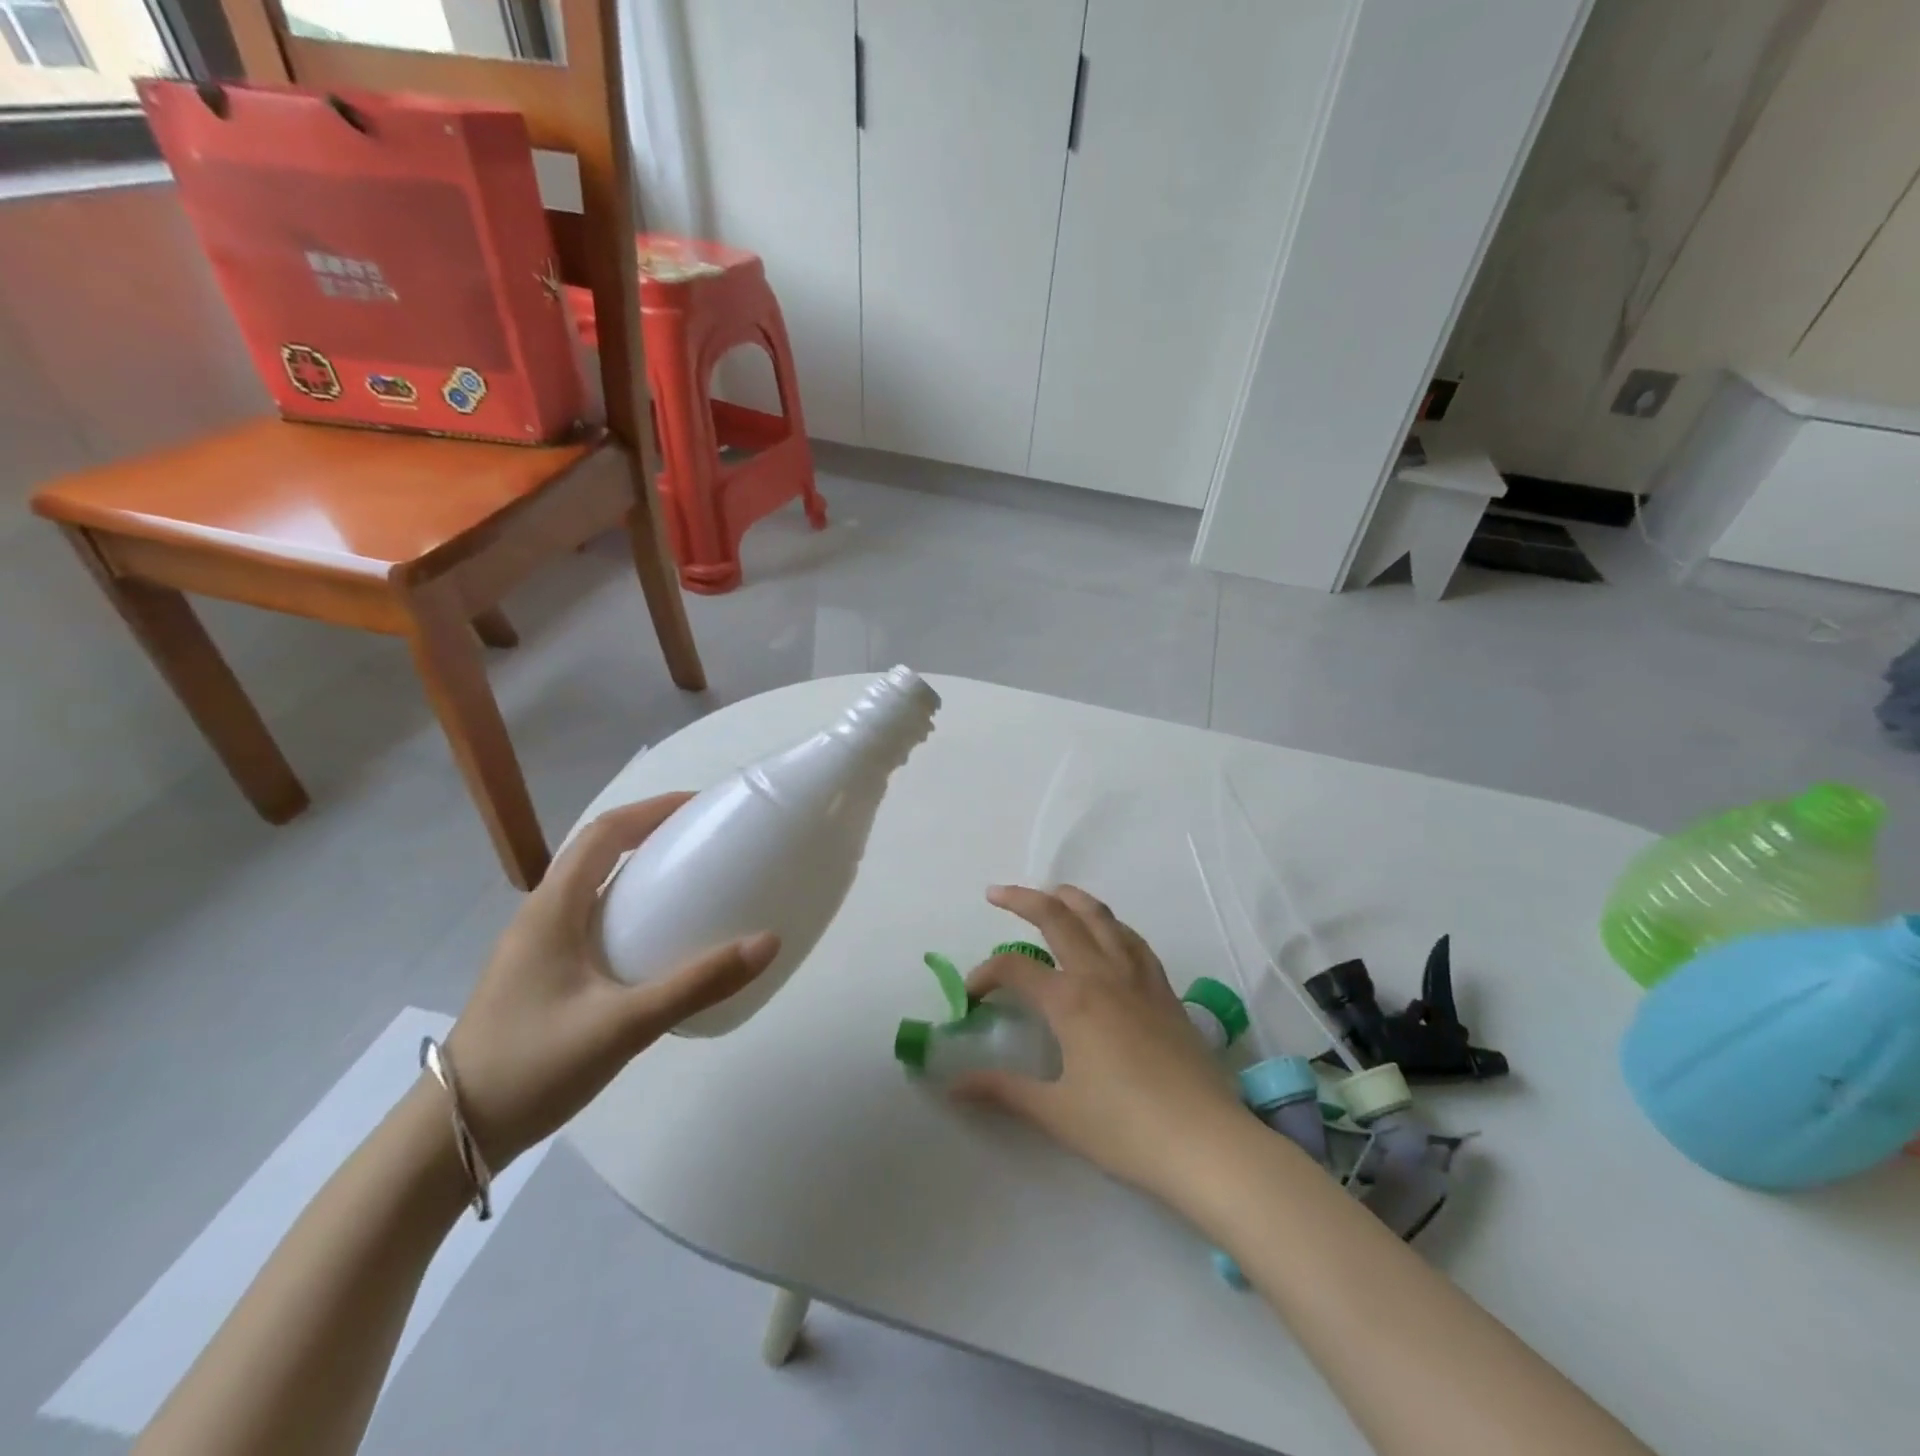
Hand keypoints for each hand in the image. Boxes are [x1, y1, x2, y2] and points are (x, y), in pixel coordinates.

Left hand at [444, 794, 780, 1167]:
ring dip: (636, 870)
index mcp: (552, 908)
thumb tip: (768, 942)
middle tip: (704, 840)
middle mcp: (540, 915)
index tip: (700, 806)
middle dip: (649, 833)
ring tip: (688, 880)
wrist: (453, 1136)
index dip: (652, 809)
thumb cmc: (533, 1066)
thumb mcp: (624, 1024)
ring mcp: (535, 946)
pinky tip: (655, 940)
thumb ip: (697, 984)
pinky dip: (627, 908)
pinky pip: (590, 919)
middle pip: (596, 851)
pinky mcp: (540, 974)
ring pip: (591, 886)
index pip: (604, 832)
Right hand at [956, 883, 1250, 1203]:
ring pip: (1102, 918)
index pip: (1015, 969)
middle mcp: (1102, 974)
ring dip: (1072, 899)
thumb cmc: (1126, 1129)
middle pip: (1058, 918)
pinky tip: (1108, 933)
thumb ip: (1003, 1090)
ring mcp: (1138, 978)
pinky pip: (1133, 940)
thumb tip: (954, 1086)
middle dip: (1023, 899)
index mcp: (1071, 1000)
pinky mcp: (1164, 991)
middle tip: (997, 893)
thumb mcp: (1056, 1112)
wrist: (1206, 1142)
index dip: (985, 974)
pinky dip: (1111, 925)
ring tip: (1052, 894)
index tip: (971, 996)